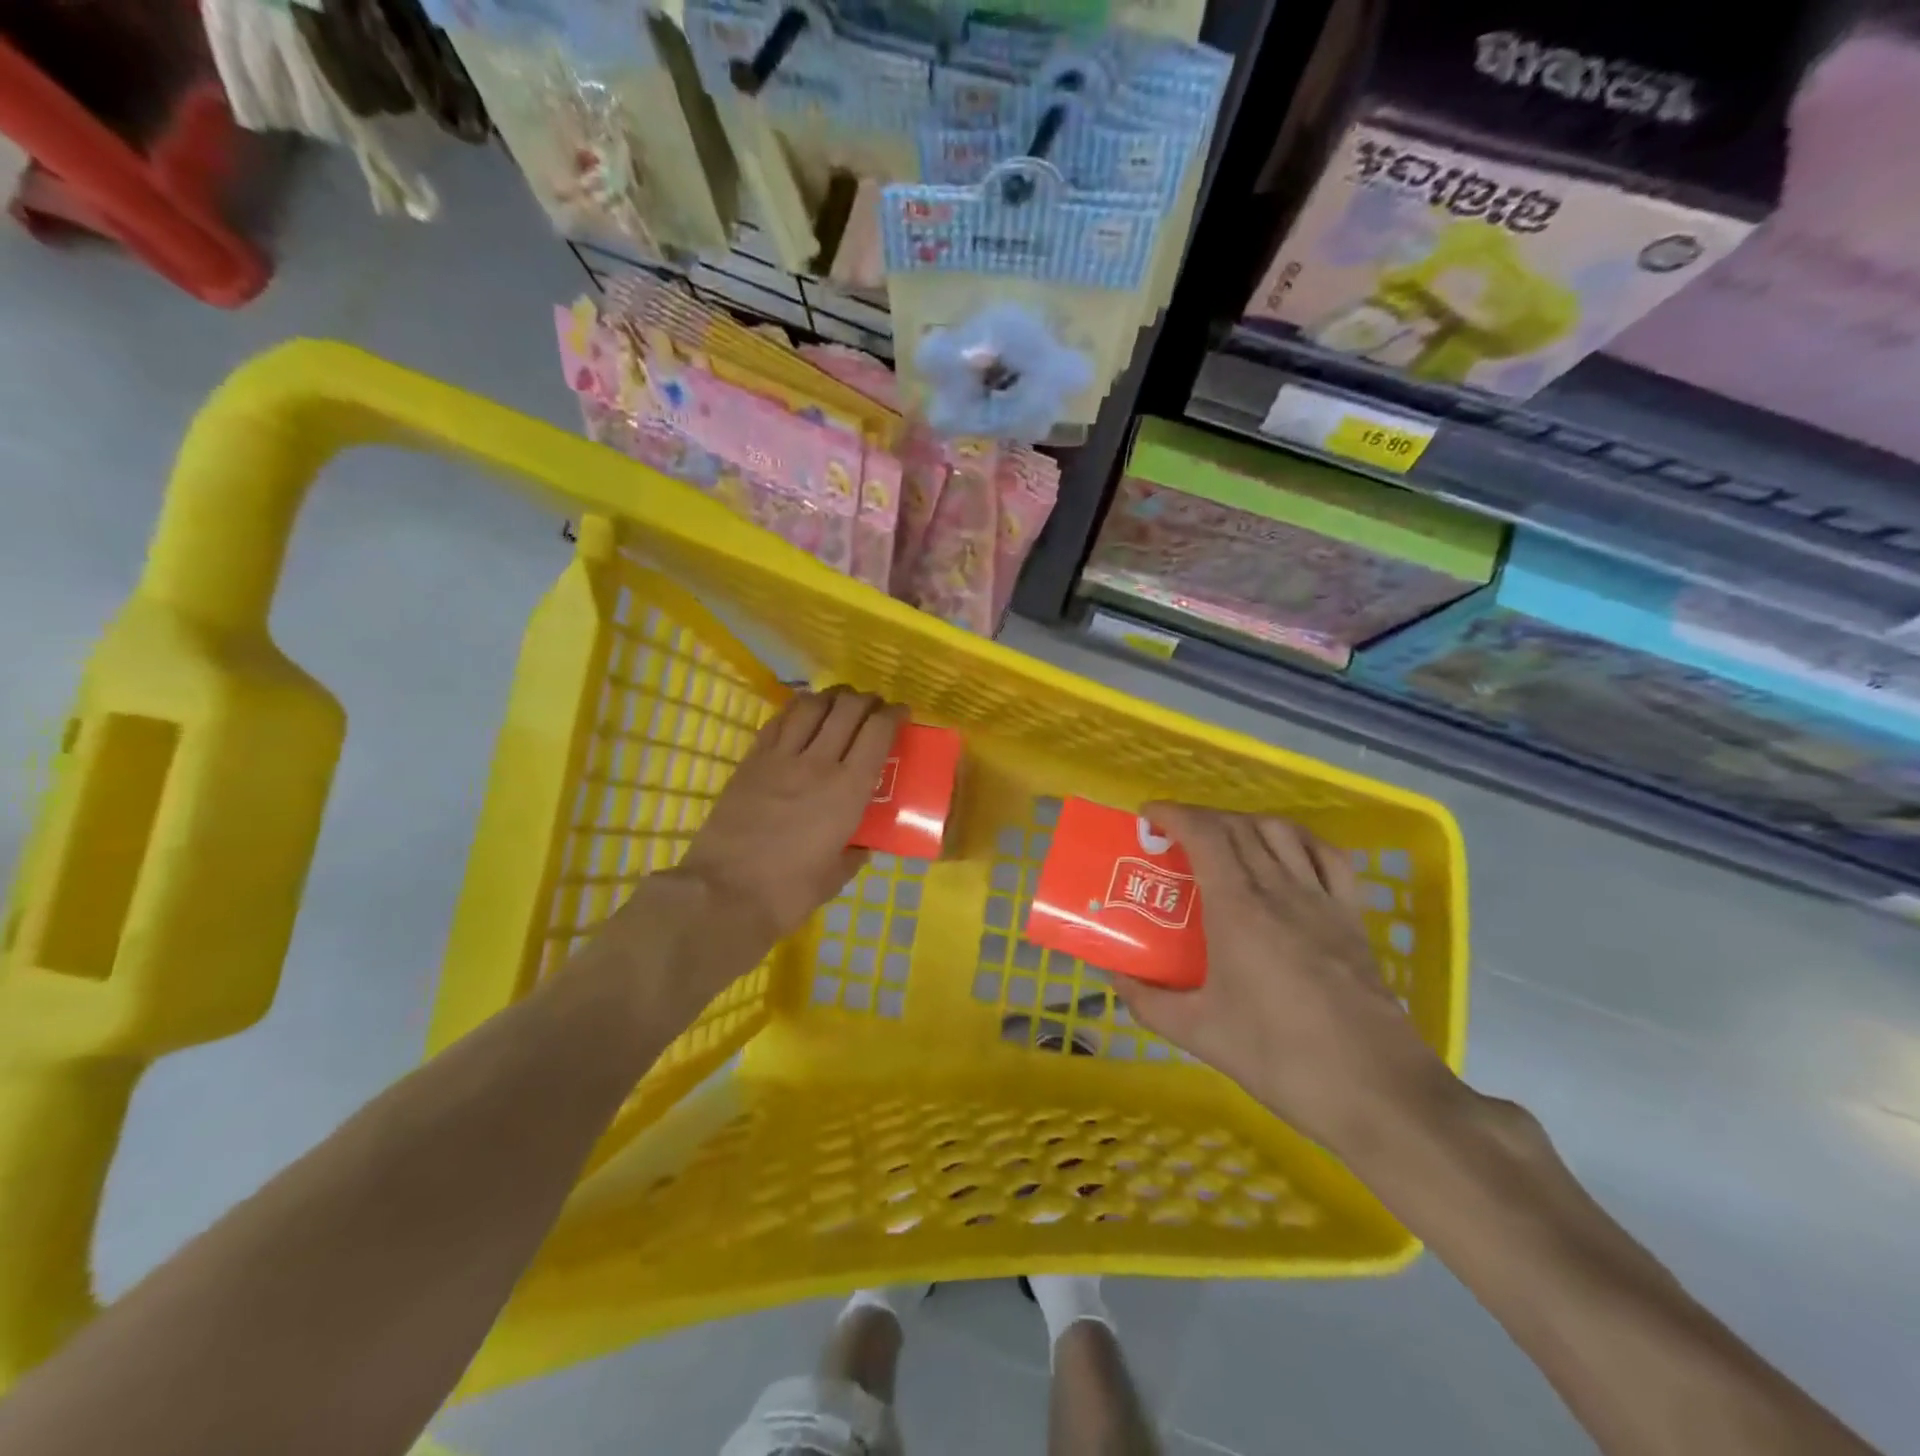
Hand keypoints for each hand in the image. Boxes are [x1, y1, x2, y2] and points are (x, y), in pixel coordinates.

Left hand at [673, 686, 904, 951]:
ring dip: (831, 697)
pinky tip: (802, 715)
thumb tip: (861, 844)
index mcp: (848, 790)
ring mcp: (780, 758)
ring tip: (839, 703)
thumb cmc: (788, 892)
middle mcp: (818, 763)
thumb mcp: (835, 877)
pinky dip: (797, 710)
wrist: (724, 893)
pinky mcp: (750, 761)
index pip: (877, 733)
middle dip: (866, 700)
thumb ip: (854, 854)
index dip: (893, 715)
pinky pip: (778, 721)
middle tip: (873, 707)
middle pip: (847, 709)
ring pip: (811, 706)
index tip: (901, 714)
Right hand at [1111, 803, 1461, 1154]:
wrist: (1376, 1090)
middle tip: (1175, 838)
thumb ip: (1149, 1003)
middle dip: (1201, 818)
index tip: (1148, 816)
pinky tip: (1287, 855)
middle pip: (1239, 826)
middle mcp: (1280, 890)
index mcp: (1239, 909)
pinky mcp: (1352, 918)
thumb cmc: (1280, 1057)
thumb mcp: (1200, 1033)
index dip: (1174, 814)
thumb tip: (1116, 980)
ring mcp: (1322, 900)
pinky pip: (1328, 857)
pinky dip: (1300, 841)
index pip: (1205, 834)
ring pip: (1282, 832)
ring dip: (1245, 823)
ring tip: (1224, 842)